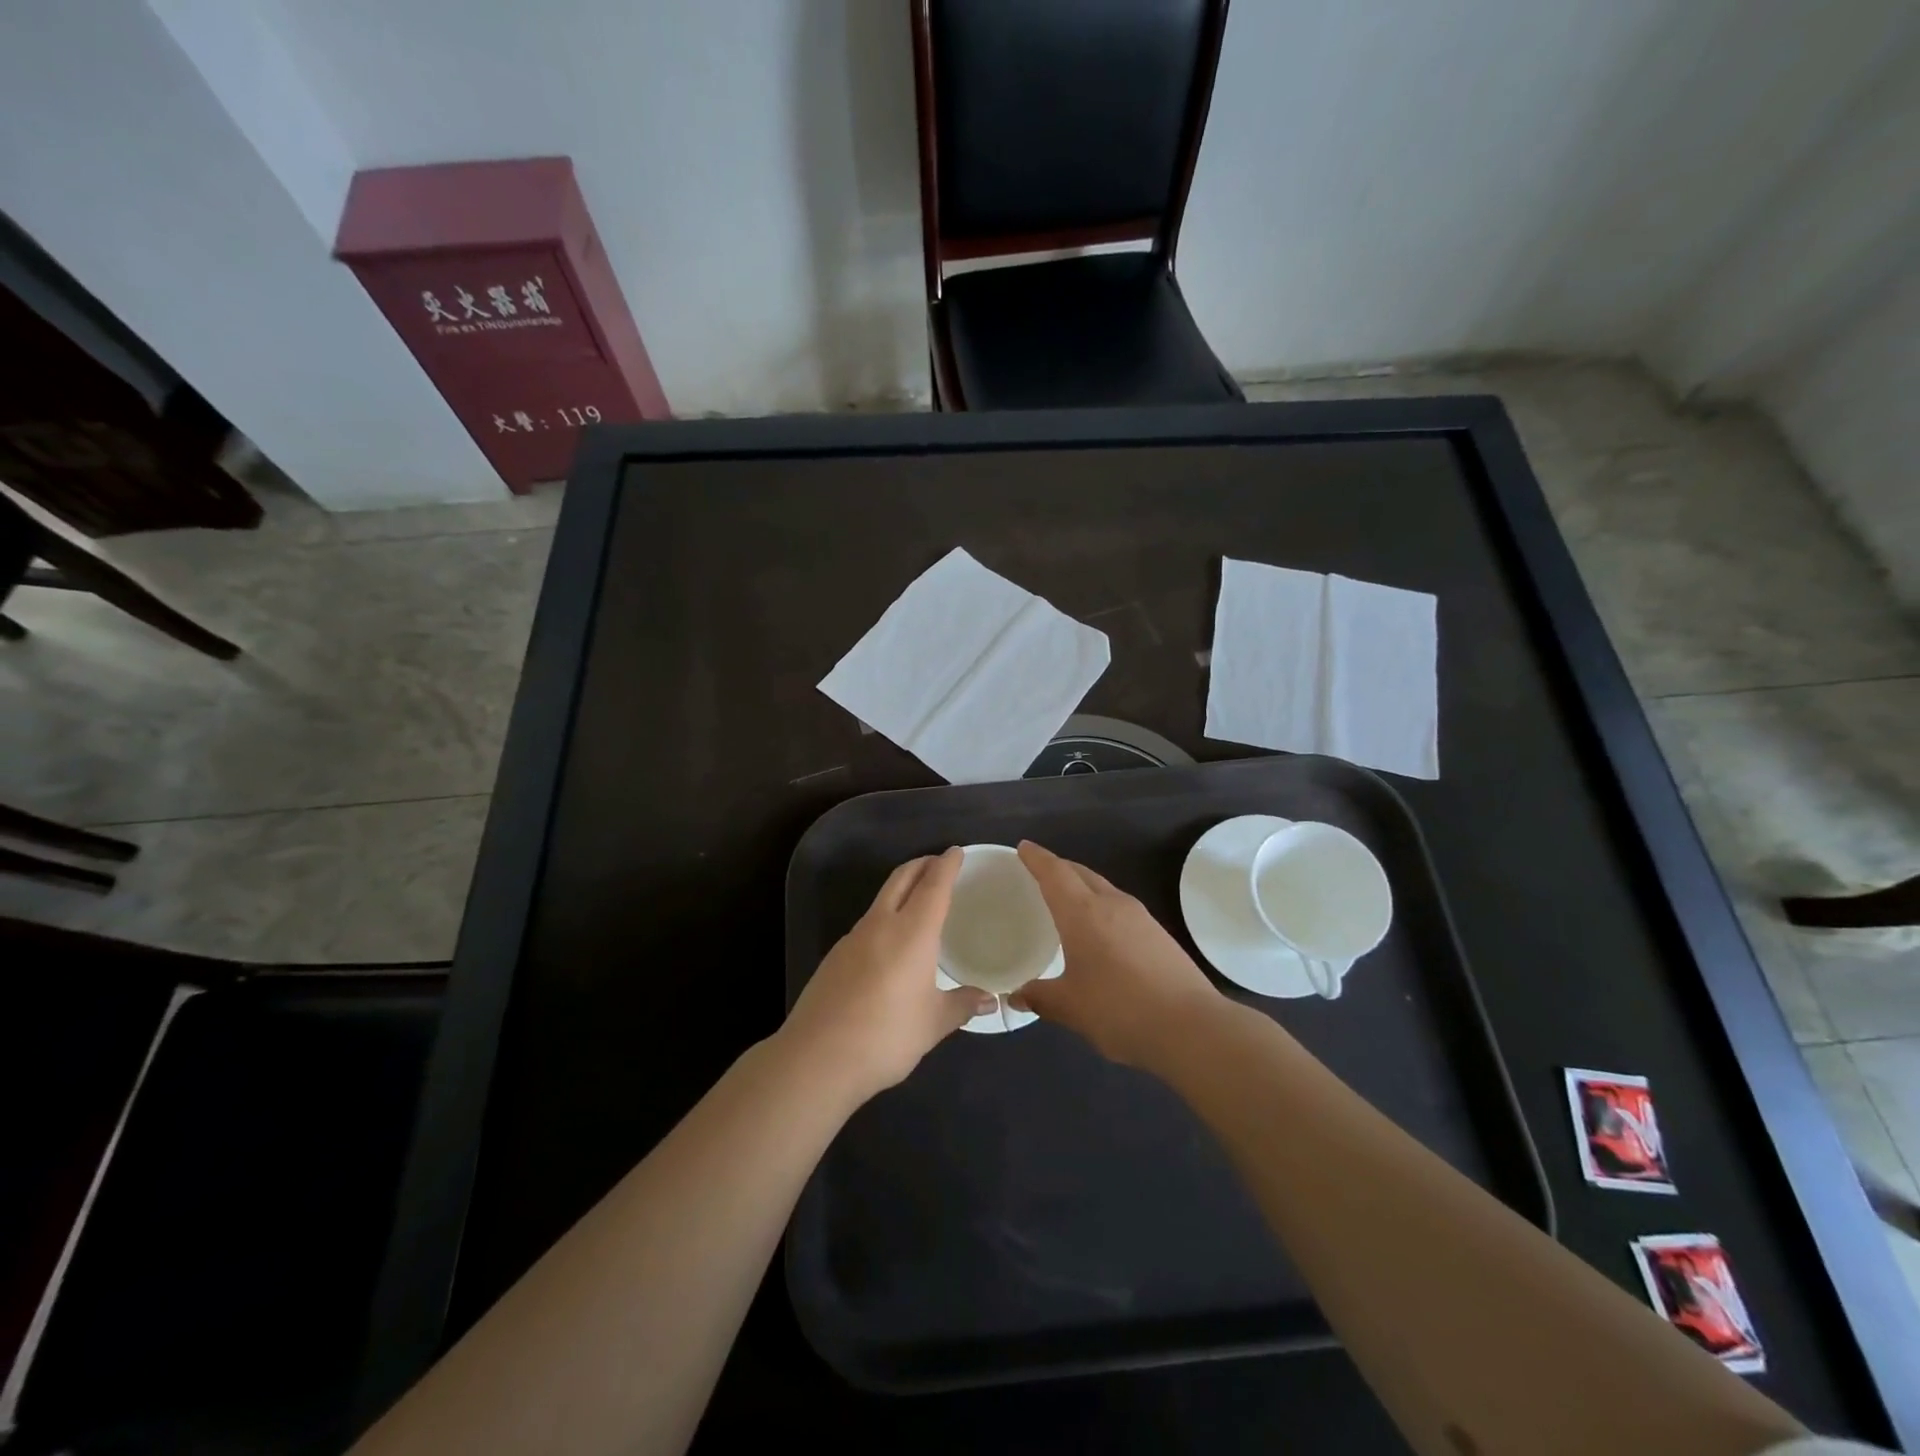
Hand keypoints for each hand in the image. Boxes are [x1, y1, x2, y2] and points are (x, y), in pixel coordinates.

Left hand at [780, 848, 991, 1104]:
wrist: (817, 1057)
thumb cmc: (886, 1036)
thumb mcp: (932, 1023)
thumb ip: (961, 1005)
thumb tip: (990, 1001)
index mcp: (912, 932)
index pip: (934, 885)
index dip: (947, 865)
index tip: (957, 851)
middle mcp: (881, 924)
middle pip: (902, 878)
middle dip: (922, 865)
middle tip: (939, 863)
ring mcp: (853, 938)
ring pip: (882, 898)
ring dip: (902, 888)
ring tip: (919, 899)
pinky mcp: (835, 956)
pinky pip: (867, 923)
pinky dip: (885, 915)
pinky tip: (890, 941)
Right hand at [1012, 840, 1221, 1068]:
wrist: (1192, 1028)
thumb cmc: (1120, 1010)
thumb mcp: (1071, 1007)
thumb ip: (1040, 997)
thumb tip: (1016, 995)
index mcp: (1083, 913)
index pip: (1055, 873)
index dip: (1037, 858)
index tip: (1023, 847)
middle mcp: (1112, 904)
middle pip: (1081, 874)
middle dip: (1059, 868)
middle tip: (1039, 873)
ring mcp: (1140, 918)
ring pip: (1103, 888)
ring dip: (1082, 887)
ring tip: (1067, 901)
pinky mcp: (1158, 934)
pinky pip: (1120, 907)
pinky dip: (1101, 907)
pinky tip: (1099, 931)